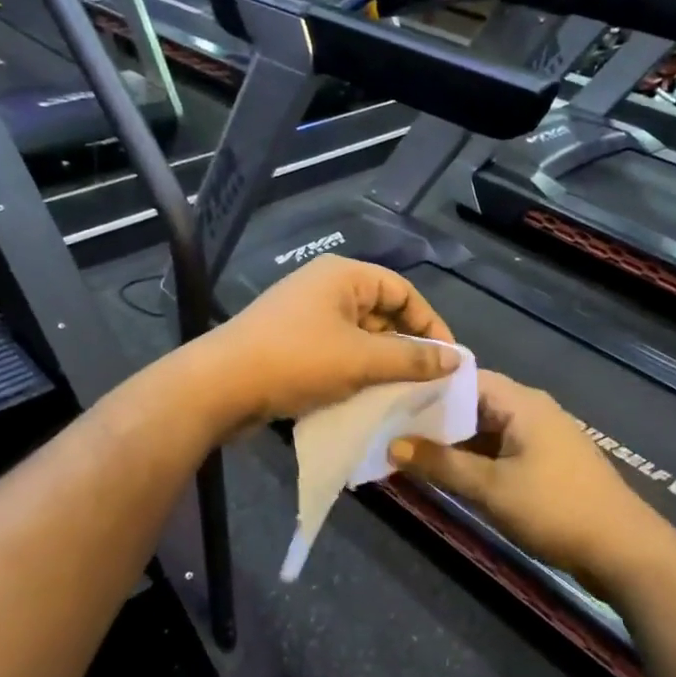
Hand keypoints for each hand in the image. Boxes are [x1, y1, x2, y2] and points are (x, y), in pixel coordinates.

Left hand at [190, 255, 457, 429]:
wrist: (220, 386)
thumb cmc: (297, 361)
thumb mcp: (362, 360)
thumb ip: (412, 358)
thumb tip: (455, 360)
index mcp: (343, 276)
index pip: (403, 291)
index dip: (430, 324)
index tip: (449, 361)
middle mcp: (325, 289)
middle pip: (382, 313)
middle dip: (406, 347)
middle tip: (428, 383)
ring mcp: (305, 316)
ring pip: (359, 337)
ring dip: (381, 364)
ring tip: (403, 395)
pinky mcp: (291, 344)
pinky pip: (336, 353)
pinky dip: (355, 373)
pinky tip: (367, 399)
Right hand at [390, 371, 661, 590]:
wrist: (625, 551)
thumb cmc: (555, 509)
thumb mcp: (490, 488)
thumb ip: (440, 465)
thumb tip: (393, 446)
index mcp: (521, 402)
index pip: (463, 379)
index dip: (426, 389)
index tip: (389, 403)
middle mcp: (532, 411)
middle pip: (473, 404)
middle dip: (434, 419)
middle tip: (392, 432)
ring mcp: (542, 438)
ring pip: (486, 431)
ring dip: (453, 443)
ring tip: (410, 455)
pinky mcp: (548, 465)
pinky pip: (501, 451)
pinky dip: (475, 460)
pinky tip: (448, 476)